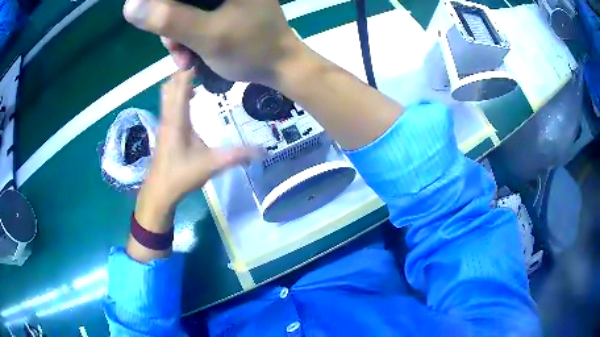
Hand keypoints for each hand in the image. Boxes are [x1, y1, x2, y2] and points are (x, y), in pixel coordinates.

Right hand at [123, 0, 301, 86]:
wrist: (279, 65)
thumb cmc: (251, 49)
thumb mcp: (207, 35)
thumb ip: (170, 19)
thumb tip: (131, 5)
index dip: (158, 4)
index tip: (154, 23)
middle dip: (168, 23)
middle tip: (175, 49)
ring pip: (182, 8)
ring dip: (176, 34)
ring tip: (184, 58)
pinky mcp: (222, 6)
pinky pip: (192, 15)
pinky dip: (186, 34)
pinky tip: (190, 53)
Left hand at [142, 69, 257, 207]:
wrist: (159, 192)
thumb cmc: (180, 176)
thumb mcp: (211, 165)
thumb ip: (236, 156)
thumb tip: (263, 151)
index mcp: (177, 119)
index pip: (180, 84)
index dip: (189, 67)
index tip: (203, 55)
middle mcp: (169, 115)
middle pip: (171, 83)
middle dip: (184, 69)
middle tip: (205, 61)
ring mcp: (165, 122)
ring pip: (168, 92)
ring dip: (180, 80)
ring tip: (198, 73)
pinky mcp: (165, 128)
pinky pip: (169, 102)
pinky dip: (178, 92)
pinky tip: (190, 96)